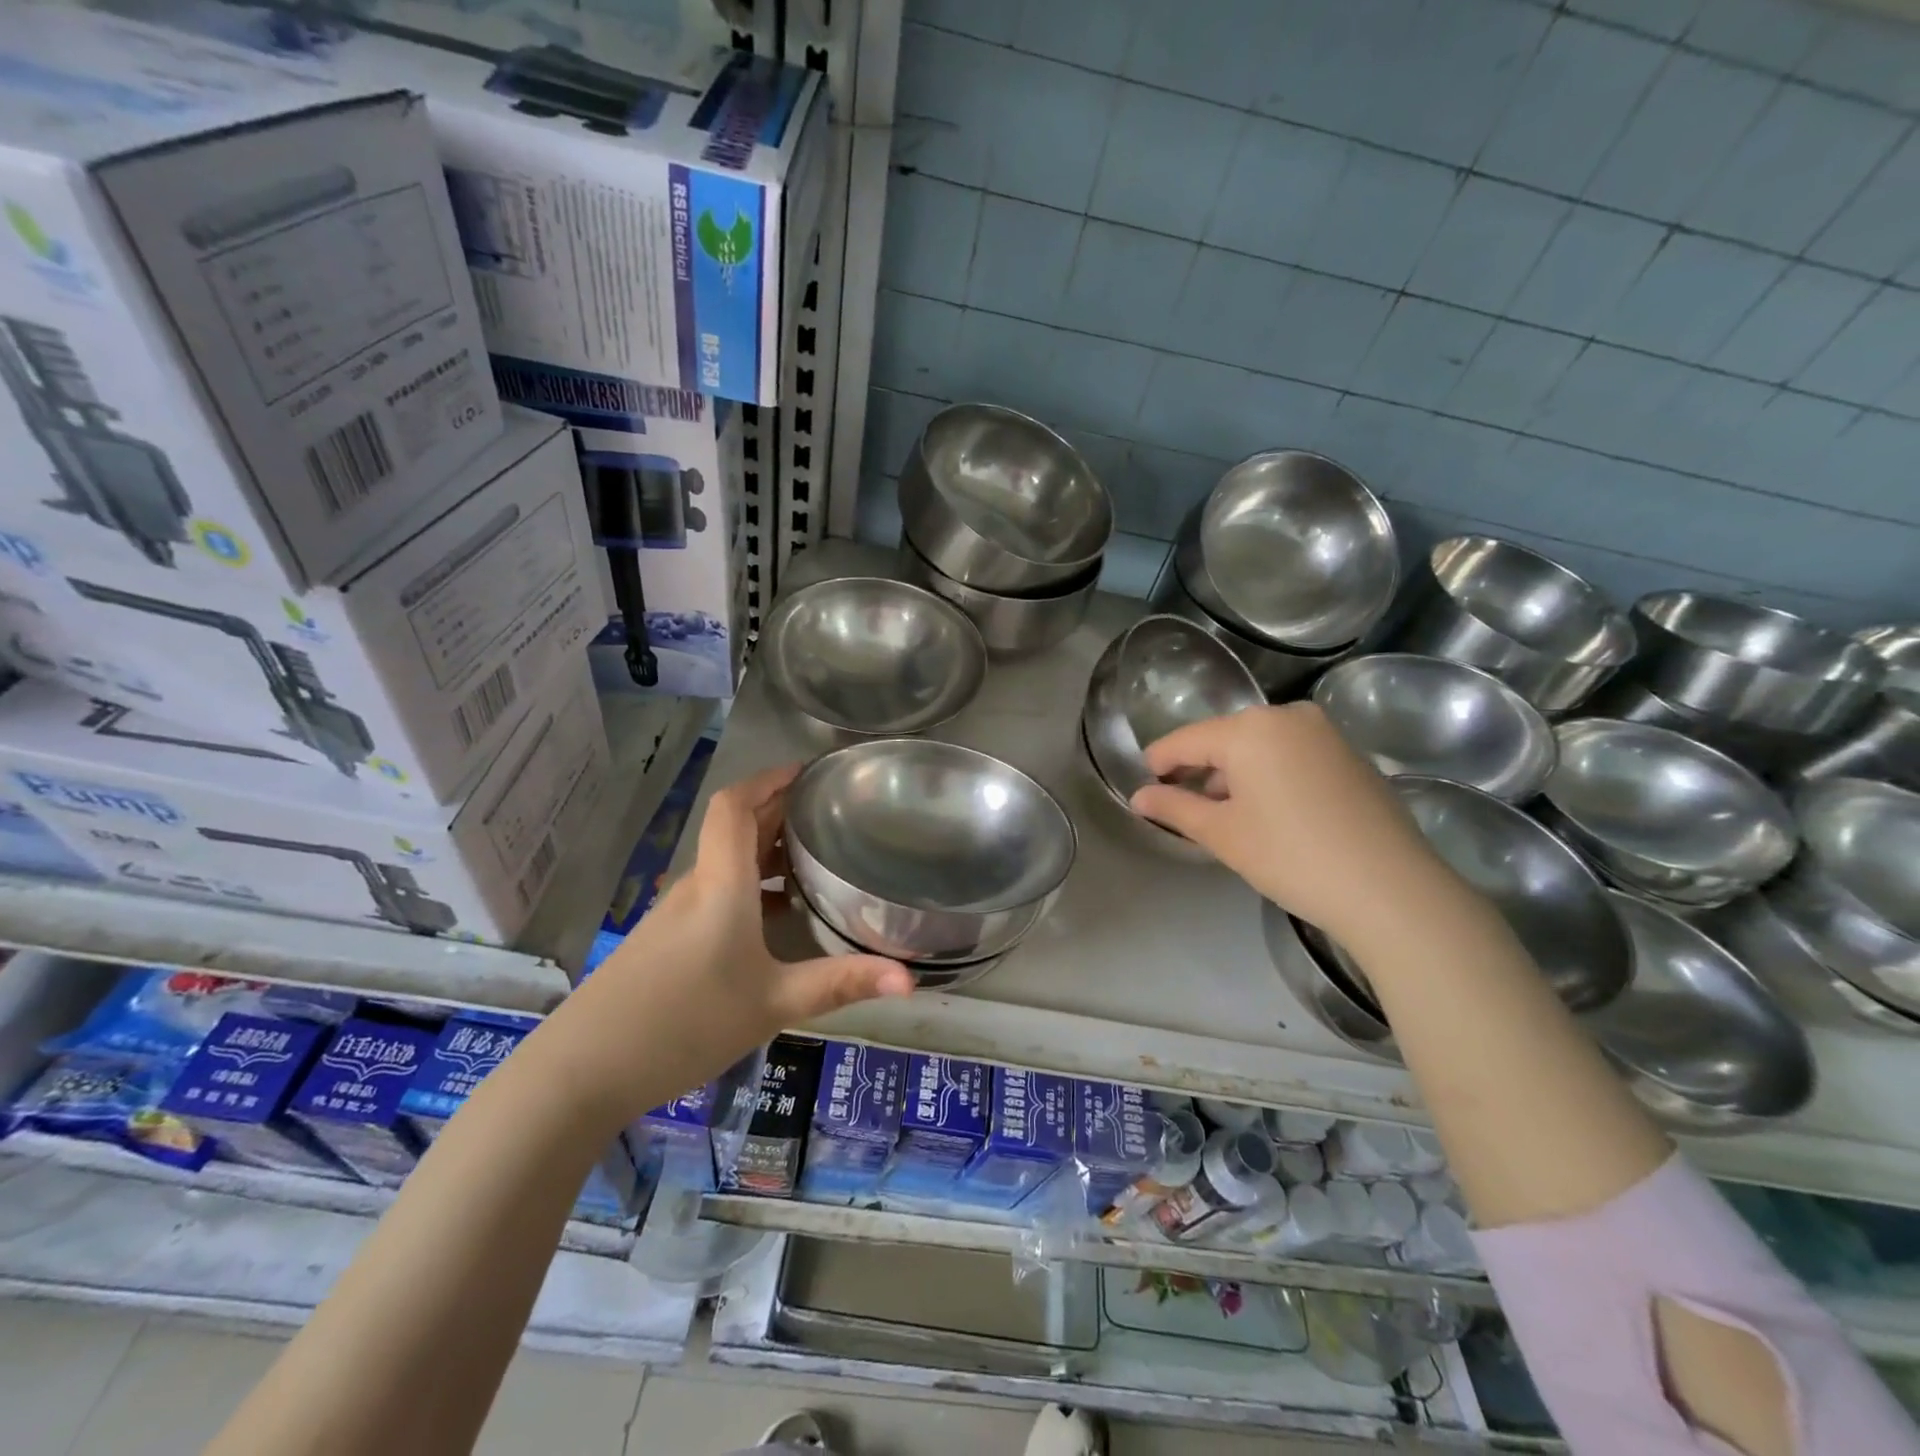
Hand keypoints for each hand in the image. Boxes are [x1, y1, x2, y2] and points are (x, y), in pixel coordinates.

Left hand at [556, 765, 913, 1123]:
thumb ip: (841, 984)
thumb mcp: (773, 1004)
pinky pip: (715, 889)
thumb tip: (911, 980)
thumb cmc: (685, 1023)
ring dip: (766, 848)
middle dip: (779, 809)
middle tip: (830, 810)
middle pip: (735, 826)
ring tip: (815, 856)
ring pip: (726, 860)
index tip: (808, 772)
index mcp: (721, 883)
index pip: (736, 805)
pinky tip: (776, 914)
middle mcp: (696, 885)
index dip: (769, 778)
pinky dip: (749, 882)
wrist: (581, 1072)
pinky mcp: (665, 939)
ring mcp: (675, 913)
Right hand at [1129, 705, 1445, 943]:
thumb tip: (1139, 796)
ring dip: (1236, 775)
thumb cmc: (1291, 856)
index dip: (1160, 763)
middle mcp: (1287, 716)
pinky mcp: (1350, 755)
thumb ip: (1174, 809)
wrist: (1391, 889)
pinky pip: (1292, 755)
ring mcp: (1325, 732)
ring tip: (1226, 817)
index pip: (1186, 740)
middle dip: (1201, 771)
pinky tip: (1271, 814)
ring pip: (1260, 747)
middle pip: (1225, 739)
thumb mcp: (1222, 834)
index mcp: (1250, 728)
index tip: (1144, 787)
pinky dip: (1270, 776)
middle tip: (1184, 809)